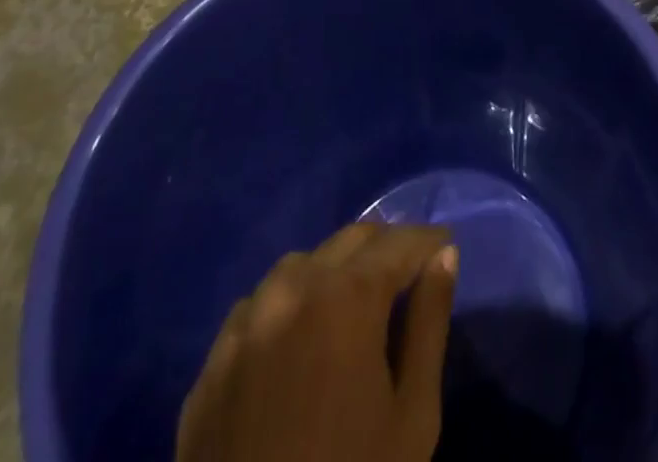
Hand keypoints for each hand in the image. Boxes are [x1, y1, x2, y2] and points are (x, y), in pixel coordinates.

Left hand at [175, 222, 458, 461]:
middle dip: (386, 249)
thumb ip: (430, 324)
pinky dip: (290, 306)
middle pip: (351, 241)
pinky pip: (260, 307)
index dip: (428, 242)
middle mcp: (292, 287)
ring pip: (302, 265)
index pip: (399, 242)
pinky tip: (300, 341)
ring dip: (335, 271)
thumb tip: (443, 258)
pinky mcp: (212, 361)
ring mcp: (245, 322)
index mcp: (346, 295)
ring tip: (354, 307)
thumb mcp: (412, 416)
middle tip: (409, 275)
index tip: (445, 248)